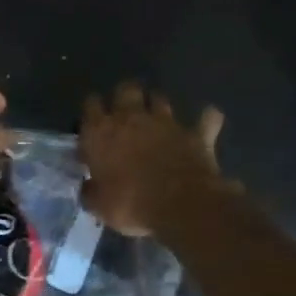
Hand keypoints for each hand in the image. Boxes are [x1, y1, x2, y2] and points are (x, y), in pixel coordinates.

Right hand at [80, 82, 228, 236]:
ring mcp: (166, 122)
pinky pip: (207, 118)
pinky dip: (207, 118)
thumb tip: (88, 187)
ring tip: (157, 117)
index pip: (91, 104)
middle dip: (125, 95)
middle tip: (125, 110)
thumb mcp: (99, 207)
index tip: (93, 122)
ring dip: (157, 104)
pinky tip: (207, 121)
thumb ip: (91, 192)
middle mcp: (131, 117)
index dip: (92, 110)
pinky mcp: (195, 133)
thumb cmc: (131, 205)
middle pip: (126, 89)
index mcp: (101, 132)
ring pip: (159, 97)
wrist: (181, 205)